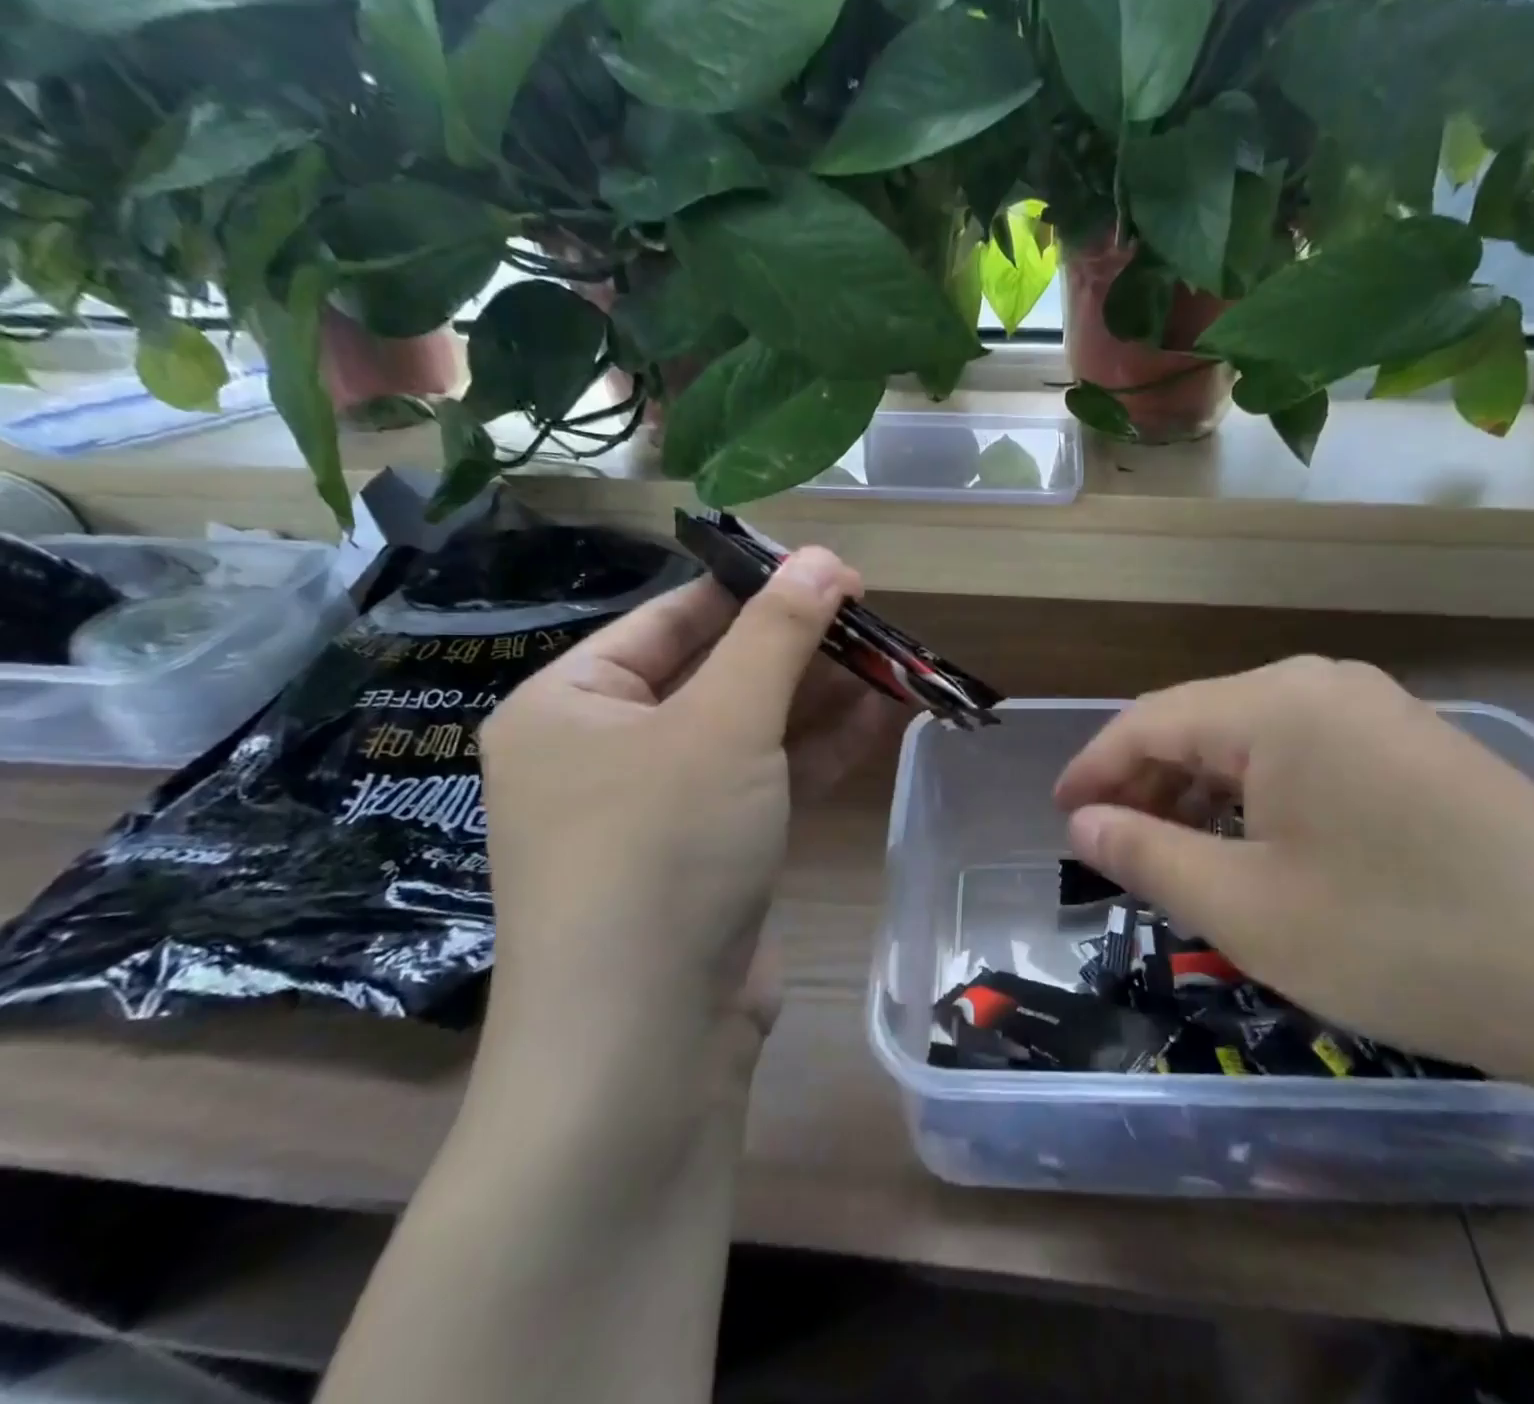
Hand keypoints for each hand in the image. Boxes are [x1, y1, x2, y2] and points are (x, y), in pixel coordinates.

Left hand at [478, 549, 899, 1084]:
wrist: (644, 1044)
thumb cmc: (661, 849)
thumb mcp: (723, 723)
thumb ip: (778, 635)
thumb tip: (824, 558)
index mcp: (571, 703)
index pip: (673, 619)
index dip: (756, 589)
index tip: (831, 572)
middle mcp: (605, 750)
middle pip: (717, 673)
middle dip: (800, 649)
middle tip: (875, 620)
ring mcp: (660, 808)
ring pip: (750, 731)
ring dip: (821, 700)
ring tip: (894, 663)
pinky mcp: (708, 855)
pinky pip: (765, 782)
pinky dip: (818, 752)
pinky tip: (883, 719)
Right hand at [1053, 657, 1533, 1090]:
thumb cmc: (1401, 938)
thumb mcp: (1246, 909)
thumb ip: (1147, 854)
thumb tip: (1082, 823)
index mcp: (1275, 704)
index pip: (1149, 720)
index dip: (1094, 768)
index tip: (1060, 815)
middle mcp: (1323, 685)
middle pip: (1201, 722)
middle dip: (1146, 781)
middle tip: (1114, 844)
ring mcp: (1379, 711)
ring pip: (1253, 739)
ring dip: (1202, 791)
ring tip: (1178, 852)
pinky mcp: (1417, 747)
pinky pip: (1305, 755)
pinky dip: (1259, 796)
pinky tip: (1257, 845)